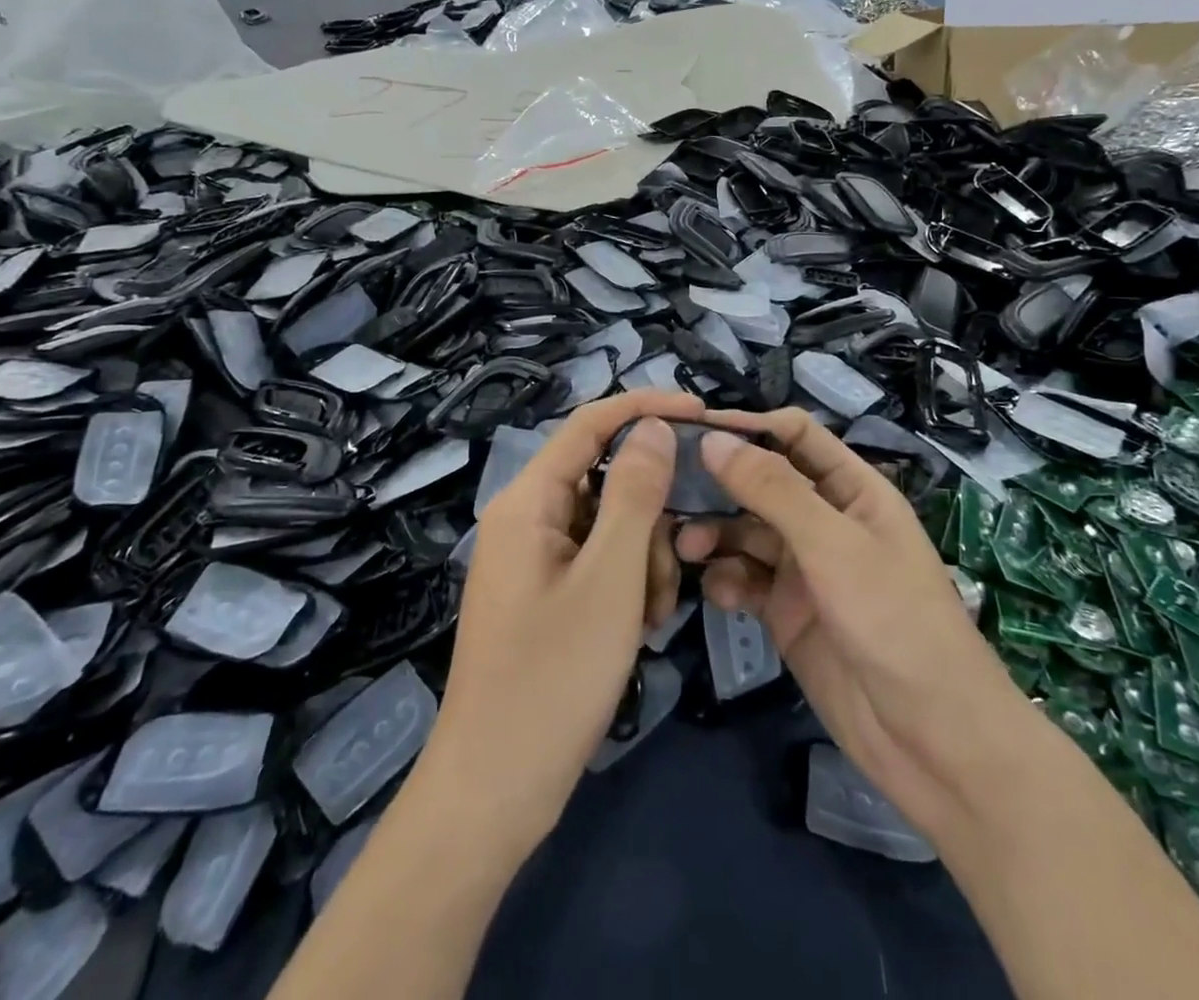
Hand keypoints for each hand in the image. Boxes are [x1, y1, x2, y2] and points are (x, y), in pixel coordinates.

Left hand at [421, 390, 701, 854]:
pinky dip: (628, 584)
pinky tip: (640, 628)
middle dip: (651, 514)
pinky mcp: (546, 593)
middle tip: (681, 560)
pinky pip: (599, 562)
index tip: (704, 414)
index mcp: (528, 500)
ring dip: (644, 558)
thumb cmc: (553, 678)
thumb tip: (655, 426)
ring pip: (610, 524)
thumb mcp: (610, 579)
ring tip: (652, 615)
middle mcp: (526, 518)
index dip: (646, 408)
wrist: (495, 790)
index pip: (590, 423)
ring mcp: (535, 558)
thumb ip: (636, 493)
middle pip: (606, 478)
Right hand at [677, 410, 1029, 840]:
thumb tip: (713, 439)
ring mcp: (805, 568)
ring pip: (746, 532)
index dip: (747, 426)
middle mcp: (825, 520)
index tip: (691, 428)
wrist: (932, 741)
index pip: (794, 435)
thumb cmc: (894, 620)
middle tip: (667, 489)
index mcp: (852, 488)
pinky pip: (745, 580)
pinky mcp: (787, 613)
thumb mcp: (833, 545)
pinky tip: (718, 594)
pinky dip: (727, 580)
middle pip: (761, 482)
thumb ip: (772, 490)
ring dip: (715, 533)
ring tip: (685, 546)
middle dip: (720, 483)